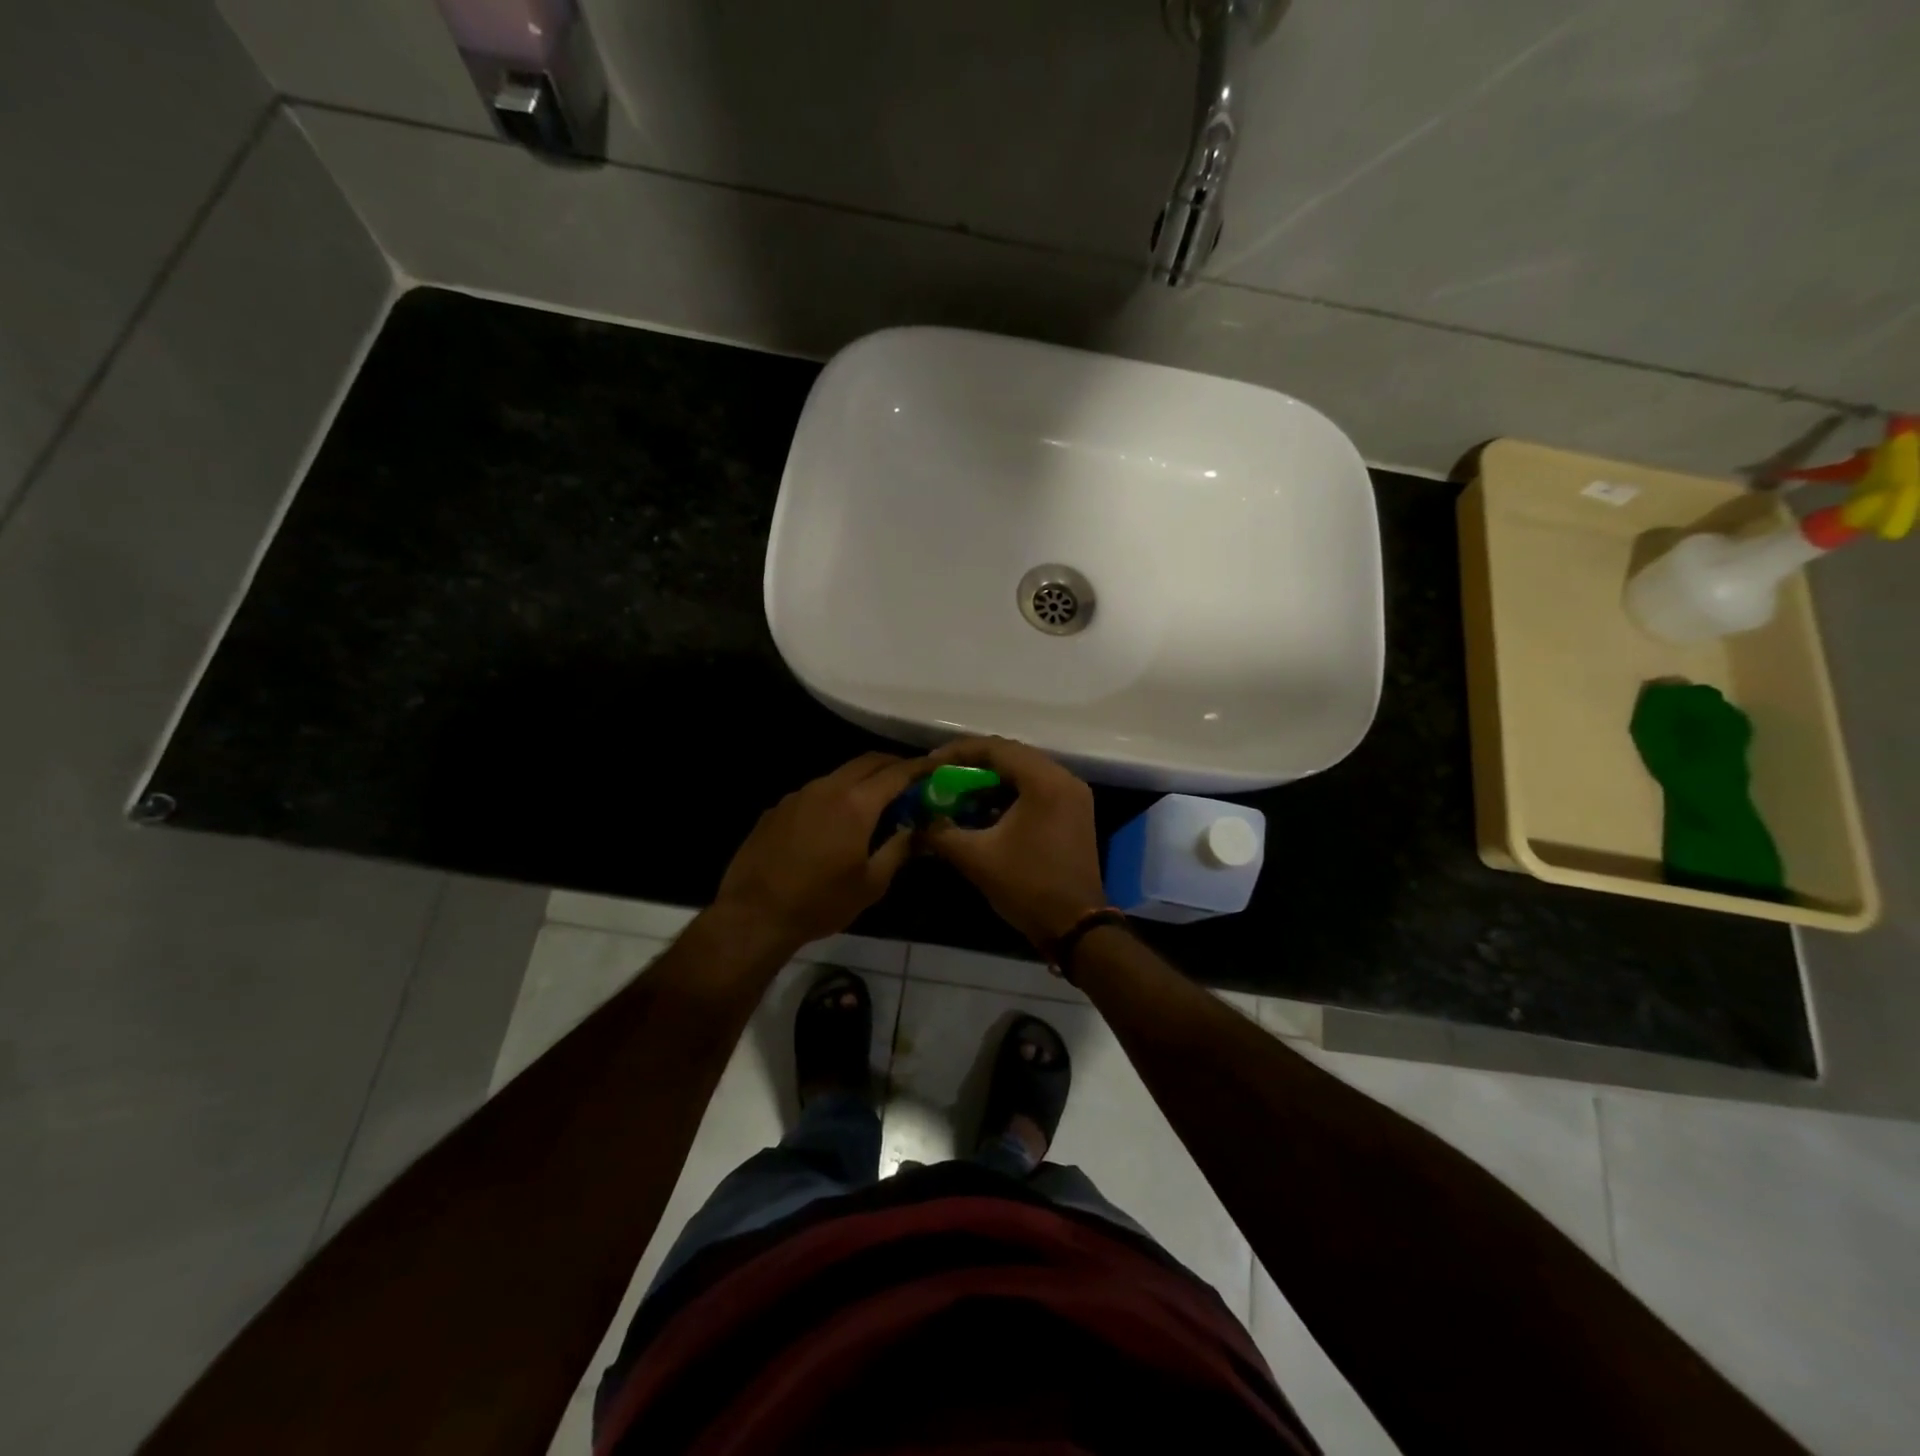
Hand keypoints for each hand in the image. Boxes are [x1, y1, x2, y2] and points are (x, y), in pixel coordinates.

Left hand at [712, 752, 928, 951]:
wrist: (754, 914)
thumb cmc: (820, 902)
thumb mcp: (871, 883)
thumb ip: (899, 849)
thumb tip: (918, 830)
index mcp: (856, 804)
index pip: (896, 772)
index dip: (920, 767)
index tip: (936, 768)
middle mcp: (828, 788)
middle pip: (867, 762)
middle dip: (892, 765)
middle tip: (910, 780)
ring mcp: (799, 795)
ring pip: (839, 775)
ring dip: (862, 780)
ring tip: (875, 802)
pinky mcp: (778, 808)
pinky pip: (815, 792)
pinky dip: (835, 796)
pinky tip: (835, 823)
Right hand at [920, 737, 1105, 945]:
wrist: (1075, 927)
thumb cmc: (1027, 886)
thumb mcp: (975, 858)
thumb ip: (940, 833)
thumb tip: (917, 822)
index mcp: (1044, 781)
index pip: (995, 749)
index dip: (958, 753)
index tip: (930, 765)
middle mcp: (1063, 779)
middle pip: (1011, 756)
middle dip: (972, 765)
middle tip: (941, 777)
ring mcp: (1073, 796)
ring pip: (1024, 773)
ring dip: (991, 781)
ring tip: (958, 793)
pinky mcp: (1074, 813)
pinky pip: (1036, 790)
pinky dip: (1009, 794)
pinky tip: (985, 811)